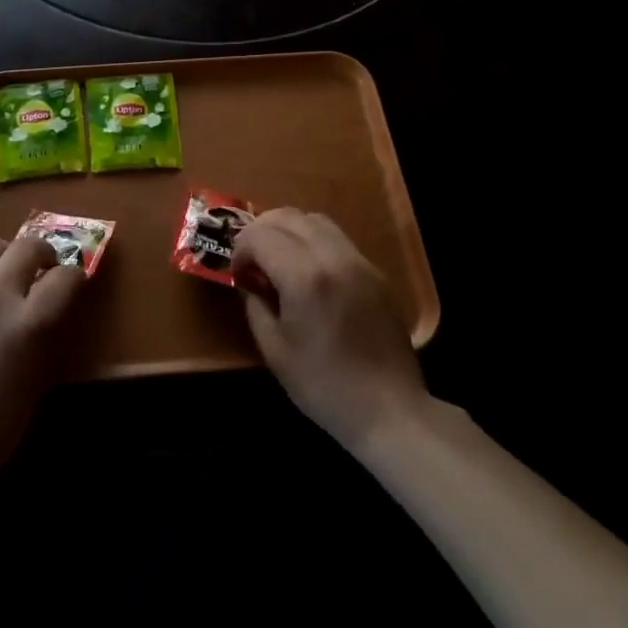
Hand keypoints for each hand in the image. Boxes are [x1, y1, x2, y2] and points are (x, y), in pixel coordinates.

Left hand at [0, 235, 89, 494]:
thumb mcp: (39, 380)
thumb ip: (47, 333)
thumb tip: (53, 302)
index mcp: (27, 325)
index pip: (65, 277)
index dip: (75, 276)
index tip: (72, 282)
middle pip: (27, 246)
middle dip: (42, 254)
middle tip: (41, 268)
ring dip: (3, 256)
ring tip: (0, 274)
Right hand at [234, 208, 427, 449]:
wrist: (390, 411)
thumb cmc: (324, 386)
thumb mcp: (274, 350)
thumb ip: (255, 304)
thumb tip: (249, 280)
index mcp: (305, 277)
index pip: (261, 235)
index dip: (240, 248)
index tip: (237, 272)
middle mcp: (334, 257)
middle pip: (288, 216)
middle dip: (261, 230)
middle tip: (251, 258)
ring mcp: (359, 261)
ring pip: (316, 220)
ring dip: (289, 229)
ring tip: (278, 258)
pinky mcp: (375, 272)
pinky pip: (338, 239)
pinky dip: (314, 240)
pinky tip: (308, 271)